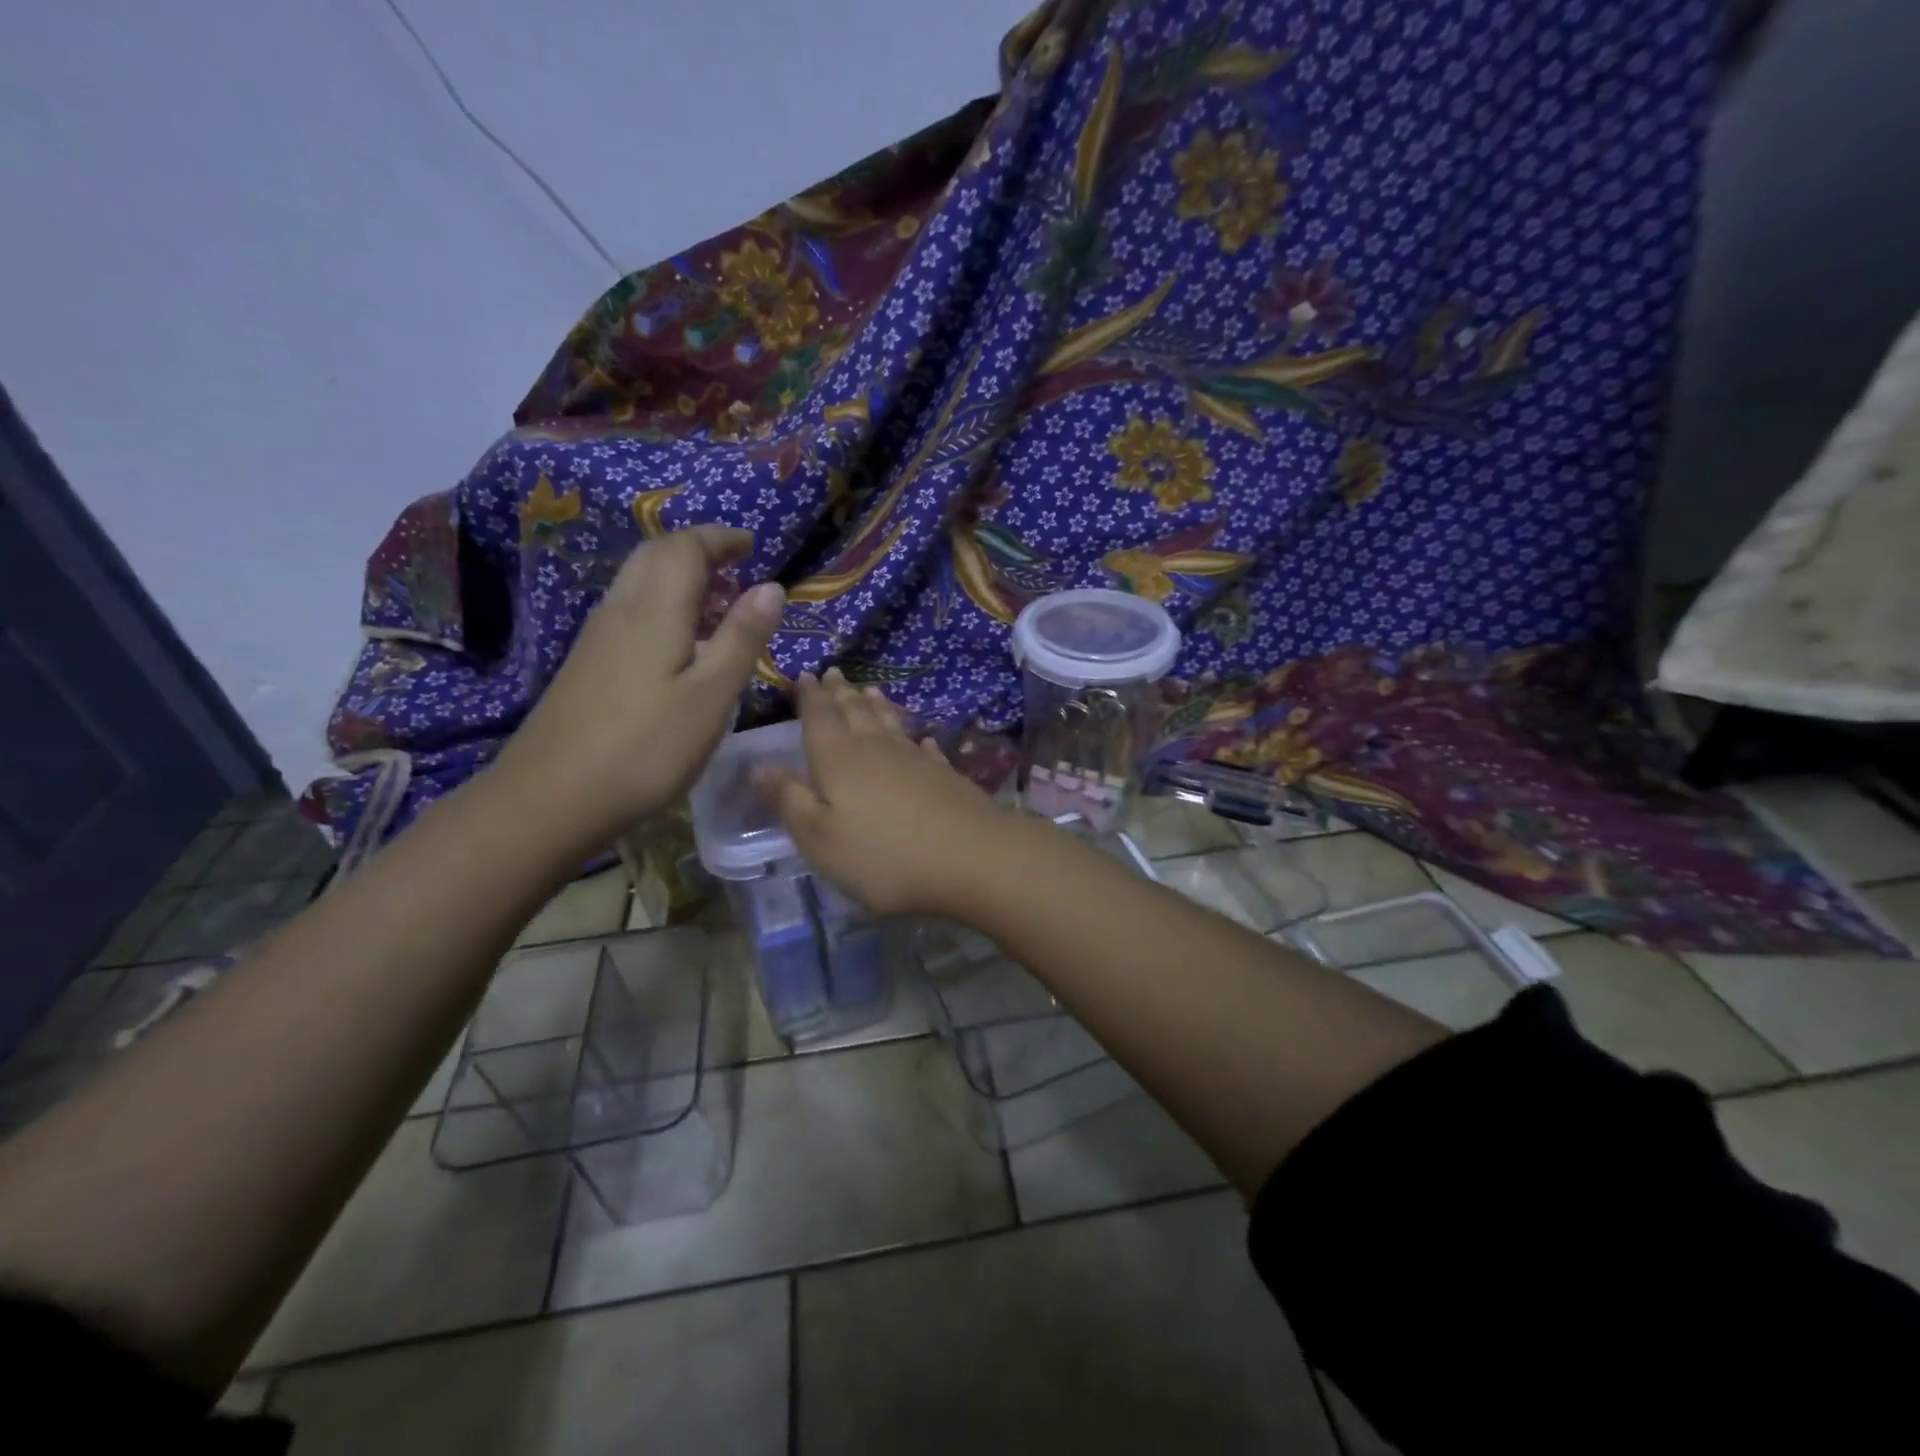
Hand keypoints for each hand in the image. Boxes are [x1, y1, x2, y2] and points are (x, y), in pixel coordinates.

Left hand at [491, 526, 785, 849]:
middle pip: (655, 555)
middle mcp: (621, 611)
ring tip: (717, 603)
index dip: (720, 538)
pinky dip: (663, 604)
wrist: (551, 798)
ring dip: (679, 576)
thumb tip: (771, 587)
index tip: (752, 545)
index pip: (685, 548)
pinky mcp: (587, 664)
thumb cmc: (646, 748)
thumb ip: (742, 638)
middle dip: (698, 550)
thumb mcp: (711, 695)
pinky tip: (680, 643)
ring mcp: (597, 638)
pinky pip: (630, 610)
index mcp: (654, 610)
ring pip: (639, 582)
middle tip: (736, 568)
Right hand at [757, 669, 1021, 916]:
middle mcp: (876, 749)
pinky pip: (924, 749)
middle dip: (840, 693)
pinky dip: (916, 740)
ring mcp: (915, 759)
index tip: (804, 674)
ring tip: (869, 688)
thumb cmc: (883, 856)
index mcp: (838, 759)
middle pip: (855, 713)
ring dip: (877, 705)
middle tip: (833, 672)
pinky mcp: (946, 775)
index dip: (809, 697)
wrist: (972, 858)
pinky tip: (921, 738)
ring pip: (890, 723)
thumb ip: (790, 800)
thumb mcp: (820, 838)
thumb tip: (759, 764)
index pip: (818, 717)